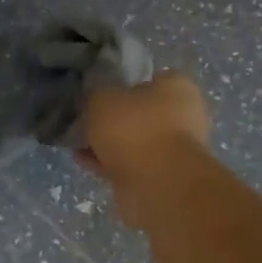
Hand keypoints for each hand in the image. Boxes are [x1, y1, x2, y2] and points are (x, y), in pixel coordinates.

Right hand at [79, 73, 211, 228]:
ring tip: (77, 141)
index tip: (100, 92)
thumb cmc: (136, 128)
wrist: (158, 184)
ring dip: (109, 143)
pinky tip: (81, 159)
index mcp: (178, 88)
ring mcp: (173, 150)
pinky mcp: (161, 178)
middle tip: (86, 118)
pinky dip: (107, 162)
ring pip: (135, 141)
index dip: (124, 83)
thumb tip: (94, 99)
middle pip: (142, 112)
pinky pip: (128, 164)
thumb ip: (96, 95)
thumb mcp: (103, 98)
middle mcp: (183, 116)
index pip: (151, 78)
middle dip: (115, 118)